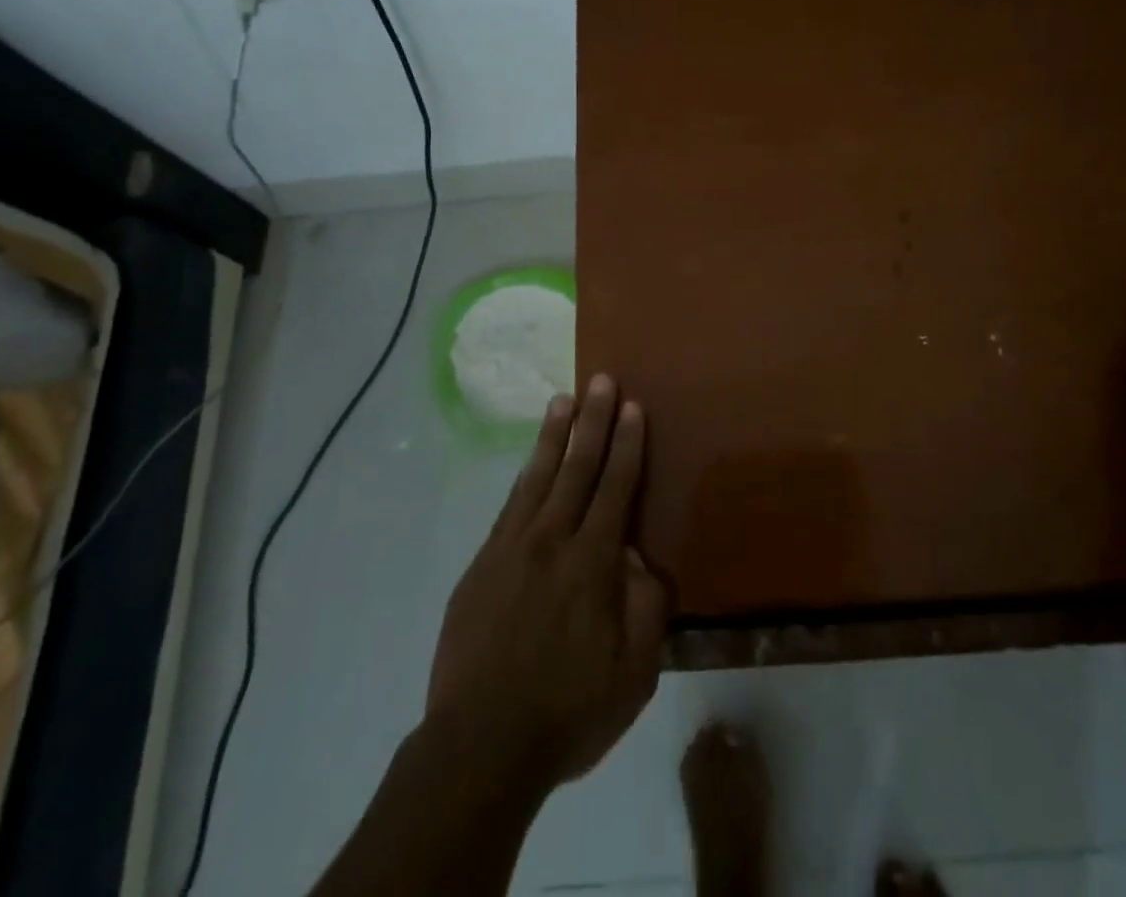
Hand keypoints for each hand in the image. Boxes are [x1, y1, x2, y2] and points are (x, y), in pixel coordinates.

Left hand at [426, 373, 669, 792]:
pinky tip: (530, 461)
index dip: (626, 445)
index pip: (615, 487)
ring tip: (563, 399)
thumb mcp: (634, 673)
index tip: (632, 407)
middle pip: (577, 468)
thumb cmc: (568, 711)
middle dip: (593, 421)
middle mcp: (552, 541)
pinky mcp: (481, 565)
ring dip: (554, 435)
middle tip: (601, 379)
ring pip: (538, 477)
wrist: (479, 746)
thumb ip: (646, 607)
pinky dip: (524, 475)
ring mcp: (510, 549)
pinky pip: (509, 506)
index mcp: (593, 563)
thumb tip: (642, 559)